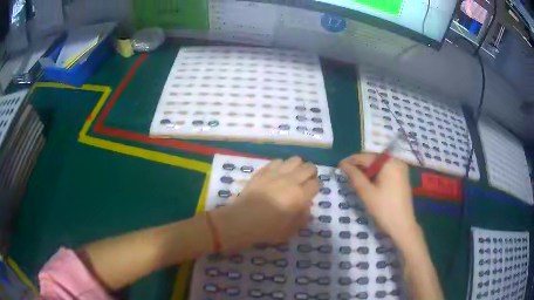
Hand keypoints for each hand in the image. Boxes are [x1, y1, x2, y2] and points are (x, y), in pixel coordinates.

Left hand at [211, 157, 319, 250]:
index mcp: (300, 195)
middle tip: (305, 182)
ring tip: (292, 175)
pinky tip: (277, 174)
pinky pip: (278, 161)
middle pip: (309, 167)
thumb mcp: (291, 230)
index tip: (311, 192)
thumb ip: (303, 217)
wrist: (242, 220)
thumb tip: (306, 207)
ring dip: (297, 166)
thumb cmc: (268, 228)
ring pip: (295, 160)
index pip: (316, 184)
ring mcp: (277, 173)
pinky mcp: (263, 171)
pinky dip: (281, 166)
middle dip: (311, 174)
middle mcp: (292, 180)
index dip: (315, 187)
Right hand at [339, 153, 418, 245]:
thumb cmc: (384, 209)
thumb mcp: (366, 193)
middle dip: (359, 166)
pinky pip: (386, 171)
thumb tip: (343, 165)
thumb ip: (354, 176)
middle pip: (374, 160)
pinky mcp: (402, 177)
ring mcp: (401, 169)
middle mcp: (397, 161)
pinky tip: (368, 182)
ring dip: (367, 170)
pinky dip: (376, 175)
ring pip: (380, 166)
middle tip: (345, 173)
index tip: (338, 166)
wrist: (402, 226)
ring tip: (354, 178)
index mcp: (389, 163)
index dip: (351, 161)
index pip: (366, 157)